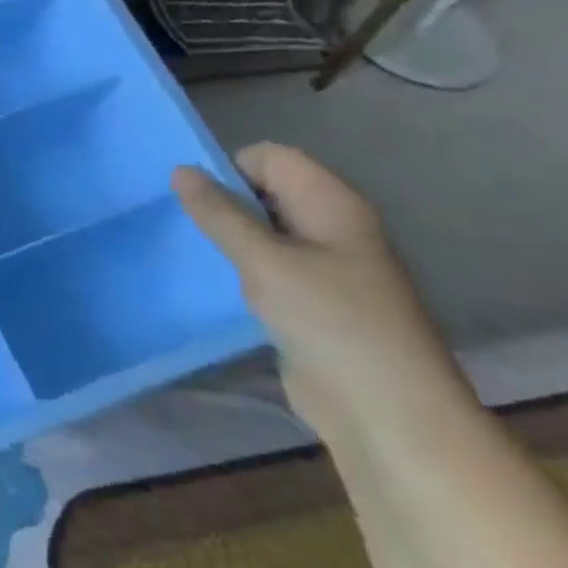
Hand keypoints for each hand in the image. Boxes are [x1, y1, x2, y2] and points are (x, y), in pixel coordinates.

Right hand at [173, 143, 464, 431]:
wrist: (385, 410)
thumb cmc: (330, 321)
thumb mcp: (264, 261)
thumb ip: (219, 214)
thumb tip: (181, 170)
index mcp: (331, 203)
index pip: (269, 158)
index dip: (229, 169)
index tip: (193, 200)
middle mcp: (330, 226)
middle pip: (264, 191)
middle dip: (222, 203)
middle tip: (183, 226)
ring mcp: (324, 265)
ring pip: (262, 232)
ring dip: (227, 239)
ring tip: (192, 254)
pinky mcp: (311, 300)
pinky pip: (266, 267)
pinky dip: (239, 269)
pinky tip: (214, 285)